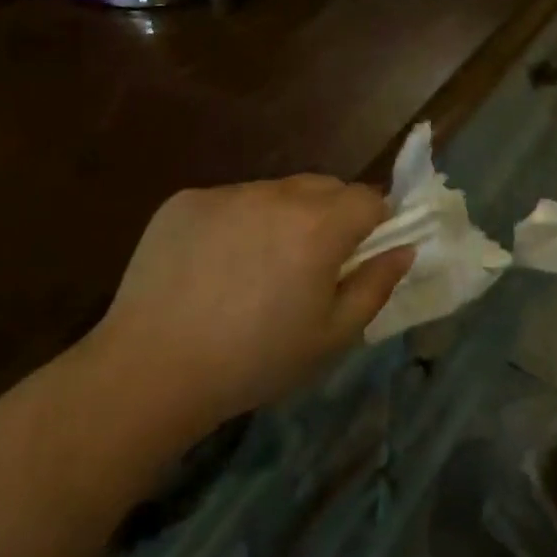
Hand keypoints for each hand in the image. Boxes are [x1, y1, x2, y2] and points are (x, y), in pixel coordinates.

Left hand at [95, 176, 412, 428]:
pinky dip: (235, 222)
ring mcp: (226, 193)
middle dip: (331, 215)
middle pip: (323, 187)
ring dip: (281, 217)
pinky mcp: (185, 200)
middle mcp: (275, 195)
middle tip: (310, 265)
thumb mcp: (331, 337)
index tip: (358, 256)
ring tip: (255, 268)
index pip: (368, 198)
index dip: (373, 224)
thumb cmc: (254, 361)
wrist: (153, 369)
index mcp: (318, 227)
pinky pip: (229, 201)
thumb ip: (375, 286)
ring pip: (275, 192)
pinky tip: (214, 266)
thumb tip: (404, 249)